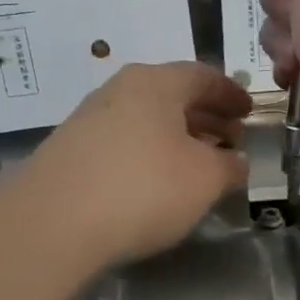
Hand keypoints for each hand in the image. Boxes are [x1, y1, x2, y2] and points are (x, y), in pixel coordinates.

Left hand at [20, 61, 251, 267]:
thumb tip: (235, 161)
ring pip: (145, 120)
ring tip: (198, 165)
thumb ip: (229, 166)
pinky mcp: (69, 152)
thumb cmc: (143, 188)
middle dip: (206, 117)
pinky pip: (122, 143)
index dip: (231, 94)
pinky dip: (148, 154)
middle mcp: (119, 90)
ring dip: (177, 138)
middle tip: (230, 141)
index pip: (203, 76)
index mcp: (156, 82)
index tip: (249, 113)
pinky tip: (156, 184)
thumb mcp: (205, 179)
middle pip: (172, 96)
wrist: (51, 224)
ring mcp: (88, 119)